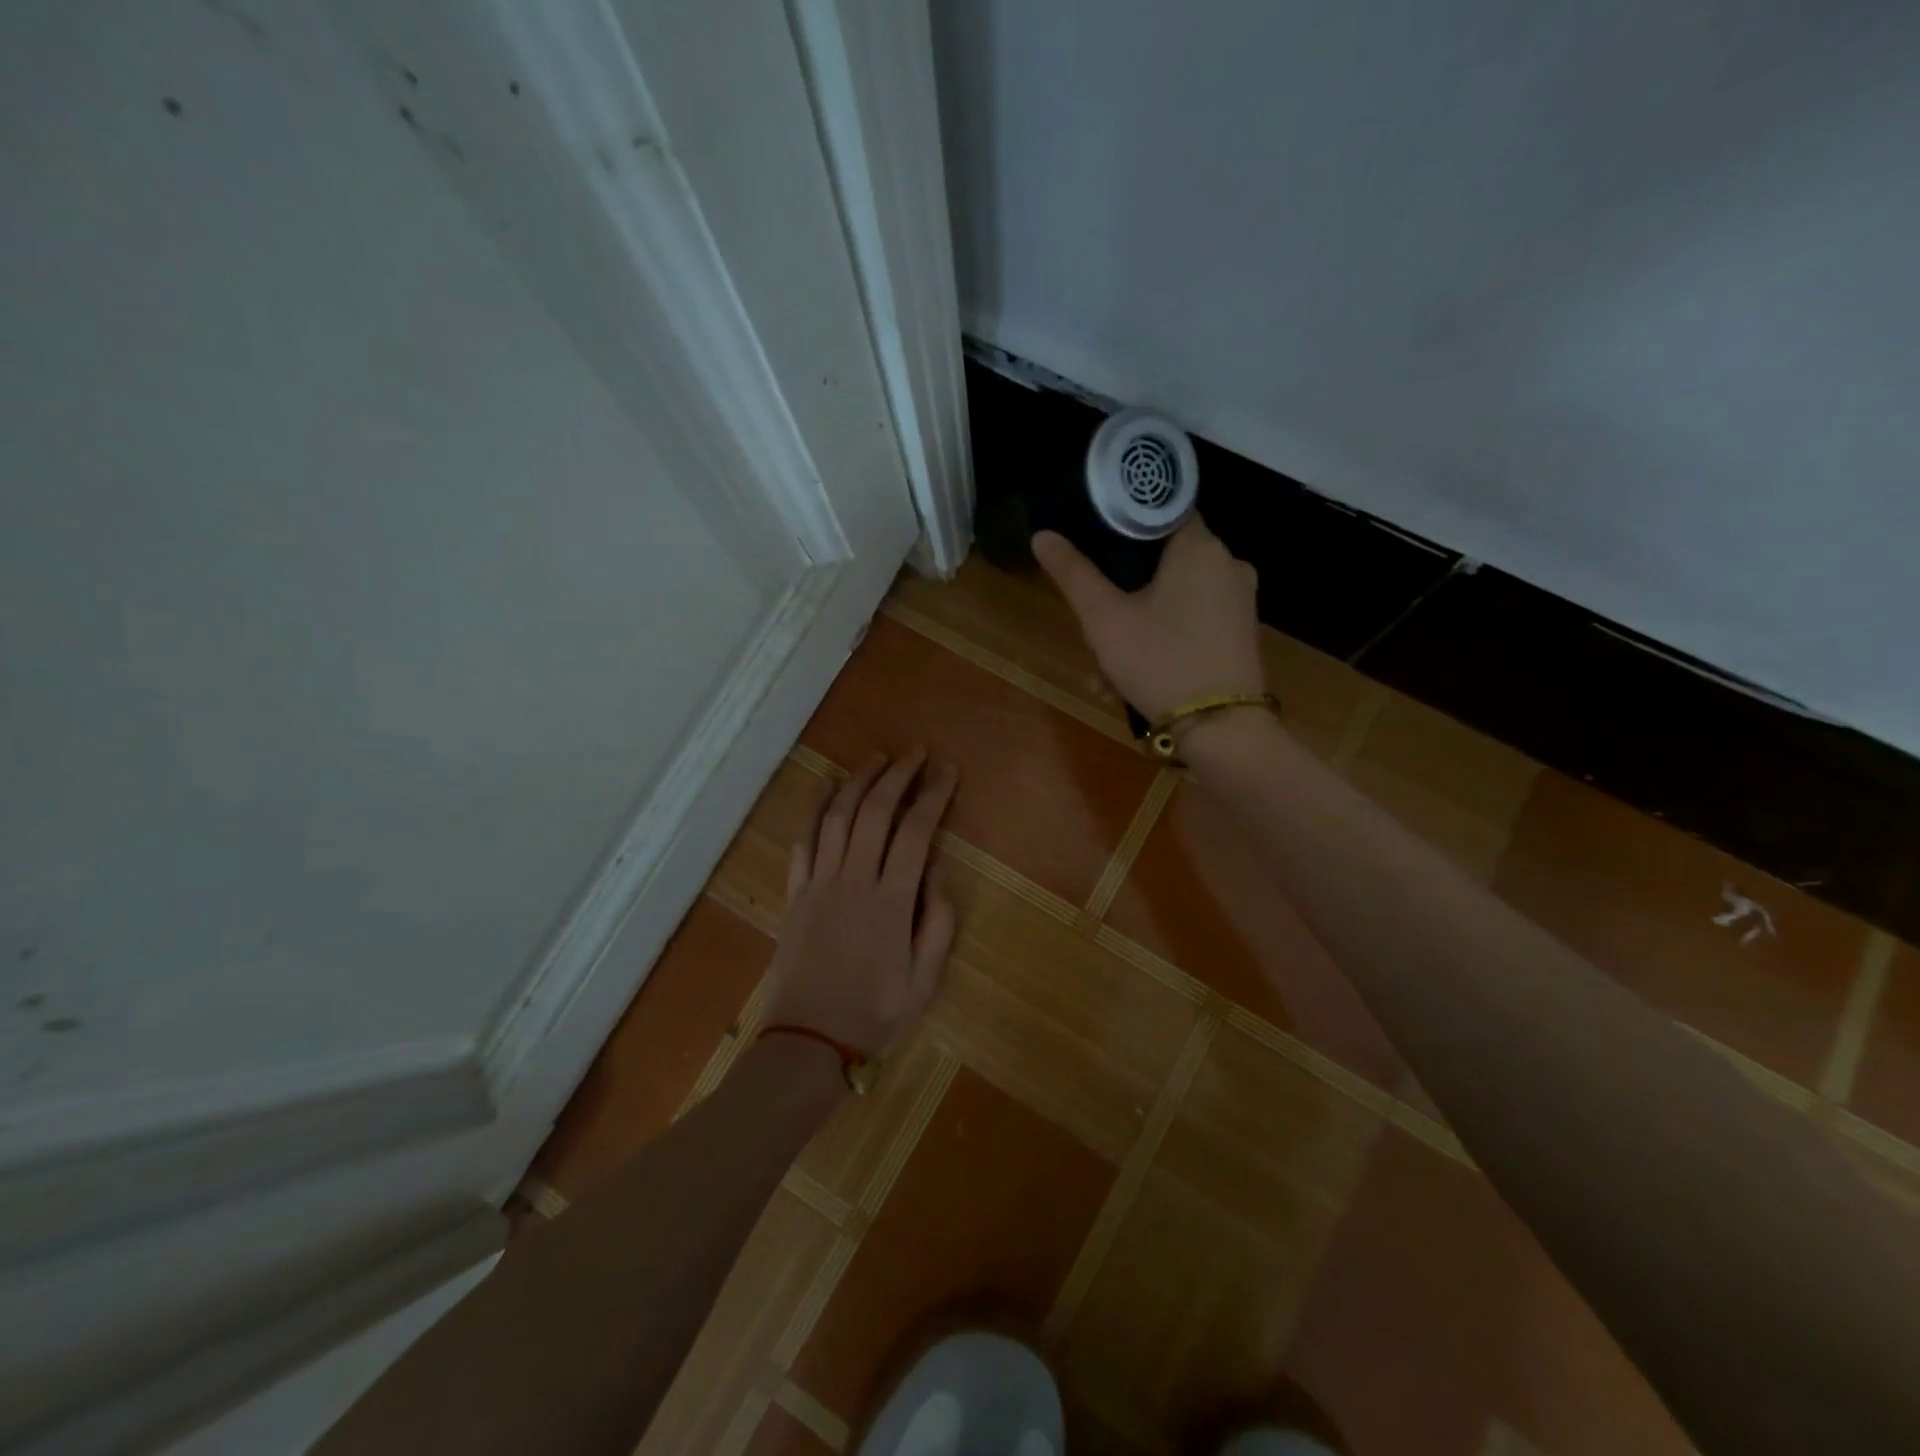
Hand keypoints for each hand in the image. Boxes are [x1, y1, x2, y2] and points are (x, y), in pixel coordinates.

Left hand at [764, 749, 959, 1056]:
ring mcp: (819, 883)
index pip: (916, 832)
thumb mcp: (926, 980)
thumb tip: (937, 869)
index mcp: (891, 902)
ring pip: (837, 816)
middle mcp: (854, 880)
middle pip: (875, 812)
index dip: (933, 796)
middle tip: (915, 752)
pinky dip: (814, 808)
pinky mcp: (796, 893)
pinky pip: (804, 840)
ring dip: (858, 781)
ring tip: (877, 758)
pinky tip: (825, 787)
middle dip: (897, 776)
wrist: (807, 1043)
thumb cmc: (874, 1015)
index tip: (947, 772)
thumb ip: (937, 921)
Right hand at [1031, 517, 1263, 721]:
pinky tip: (1129, 684)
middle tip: (1093, 635)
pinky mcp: (1239, 635)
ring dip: (1131, 631)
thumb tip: (1043, 535)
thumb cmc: (1160, 663)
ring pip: (1170, 600)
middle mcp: (1227, 565)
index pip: (1158, 511)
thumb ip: (1073, 574)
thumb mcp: (1105, 620)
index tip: (1092, 550)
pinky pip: (1189, 624)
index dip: (1120, 526)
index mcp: (1199, 547)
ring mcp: (1238, 602)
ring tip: (1103, 676)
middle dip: (1118, 598)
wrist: (1222, 732)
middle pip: (1159, 563)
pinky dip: (1159, 644)